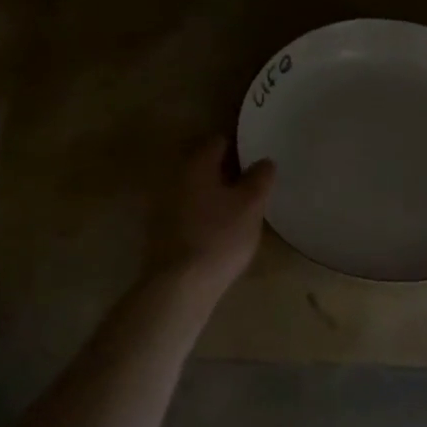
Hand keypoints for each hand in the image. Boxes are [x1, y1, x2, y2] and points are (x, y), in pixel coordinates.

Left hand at [146, 137, 275, 298]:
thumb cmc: (219, 237)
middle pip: (206, 166)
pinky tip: (220, 230)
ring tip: (240, 209)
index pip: (219, 141)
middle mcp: (176, 178)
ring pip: (197, 190)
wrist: (180, 285)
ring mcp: (164, 205)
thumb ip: (260, 178)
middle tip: (254, 184)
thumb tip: (264, 161)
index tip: (258, 159)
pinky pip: (189, 212)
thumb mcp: (251, 205)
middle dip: (228, 172)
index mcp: (197, 165)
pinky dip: (204, 214)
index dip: (241, 147)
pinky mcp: (161, 231)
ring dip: (216, 194)